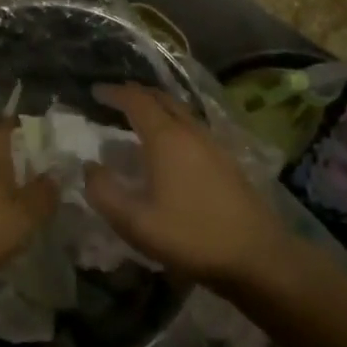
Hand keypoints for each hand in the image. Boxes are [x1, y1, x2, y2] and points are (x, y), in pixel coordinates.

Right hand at [84, 84, 295, 286]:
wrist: (257, 255)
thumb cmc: (191, 236)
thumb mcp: (136, 222)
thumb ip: (105, 193)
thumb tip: (90, 167)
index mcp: (166, 138)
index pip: (136, 101)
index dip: (114, 93)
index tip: (94, 91)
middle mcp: (190, 131)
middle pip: (161, 98)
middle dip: (135, 94)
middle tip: (114, 99)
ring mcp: (212, 143)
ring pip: (179, 111)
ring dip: (156, 107)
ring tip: (138, 118)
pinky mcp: (226, 159)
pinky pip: (191, 126)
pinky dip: (172, 123)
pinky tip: (169, 146)